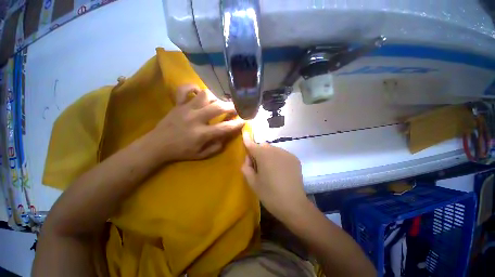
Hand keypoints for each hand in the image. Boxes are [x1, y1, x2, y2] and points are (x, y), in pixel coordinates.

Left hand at [151, 84, 244, 161]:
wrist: (157, 145)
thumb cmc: (180, 151)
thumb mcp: (201, 155)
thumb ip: (215, 147)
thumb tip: (225, 137)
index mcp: (202, 134)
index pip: (225, 127)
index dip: (237, 123)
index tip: (244, 120)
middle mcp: (196, 118)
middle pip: (218, 107)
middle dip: (231, 106)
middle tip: (237, 107)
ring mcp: (186, 109)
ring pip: (205, 95)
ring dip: (215, 97)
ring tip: (219, 101)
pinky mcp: (178, 104)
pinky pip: (185, 90)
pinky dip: (193, 88)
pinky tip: (199, 92)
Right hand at [242, 133, 308, 221]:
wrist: (293, 205)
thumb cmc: (270, 194)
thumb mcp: (253, 183)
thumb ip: (246, 168)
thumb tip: (248, 159)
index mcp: (263, 156)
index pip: (252, 144)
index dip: (247, 139)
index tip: (245, 133)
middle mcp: (275, 150)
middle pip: (263, 146)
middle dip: (258, 152)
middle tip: (258, 166)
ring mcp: (286, 153)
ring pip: (273, 149)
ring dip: (269, 155)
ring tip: (271, 169)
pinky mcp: (294, 158)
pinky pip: (282, 154)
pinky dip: (278, 158)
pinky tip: (280, 170)